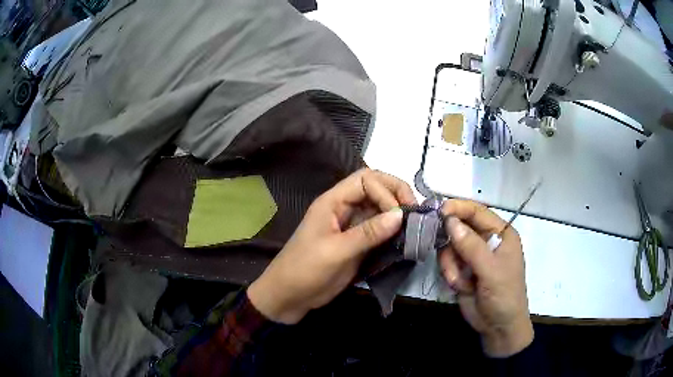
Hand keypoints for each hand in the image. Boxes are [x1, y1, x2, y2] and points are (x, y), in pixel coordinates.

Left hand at [248, 168, 415, 323]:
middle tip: (415, 212)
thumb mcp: (335, 251)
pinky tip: (405, 238)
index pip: (366, 180)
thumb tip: (401, 214)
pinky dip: (393, 232)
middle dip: (396, 195)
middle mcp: (344, 209)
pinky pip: (379, 230)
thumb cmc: (305, 270)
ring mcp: (352, 226)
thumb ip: (368, 233)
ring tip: (415, 226)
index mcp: (333, 202)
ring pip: (379, 209)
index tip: (399, 215)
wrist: (289, 296)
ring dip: (397, 214)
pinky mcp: (357, 243)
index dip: (386, 192)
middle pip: (375, 188)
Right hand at [439, 200, 532, 356]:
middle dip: (451, 241)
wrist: (498, 327)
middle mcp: (487, 241)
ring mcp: (473, 256)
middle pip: (460, 227)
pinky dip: (449, 273)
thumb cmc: (504, 296)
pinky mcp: (462, 270)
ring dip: (450, 263)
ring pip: (450, 246)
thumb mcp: (491, 271)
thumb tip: (450, 221)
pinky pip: (447, 262)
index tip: (439, 211)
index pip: (478, 212)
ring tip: (458, 280)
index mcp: (501, 234)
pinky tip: (459, 286)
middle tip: (442, 248)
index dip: (459, 208)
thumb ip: (472, 247)